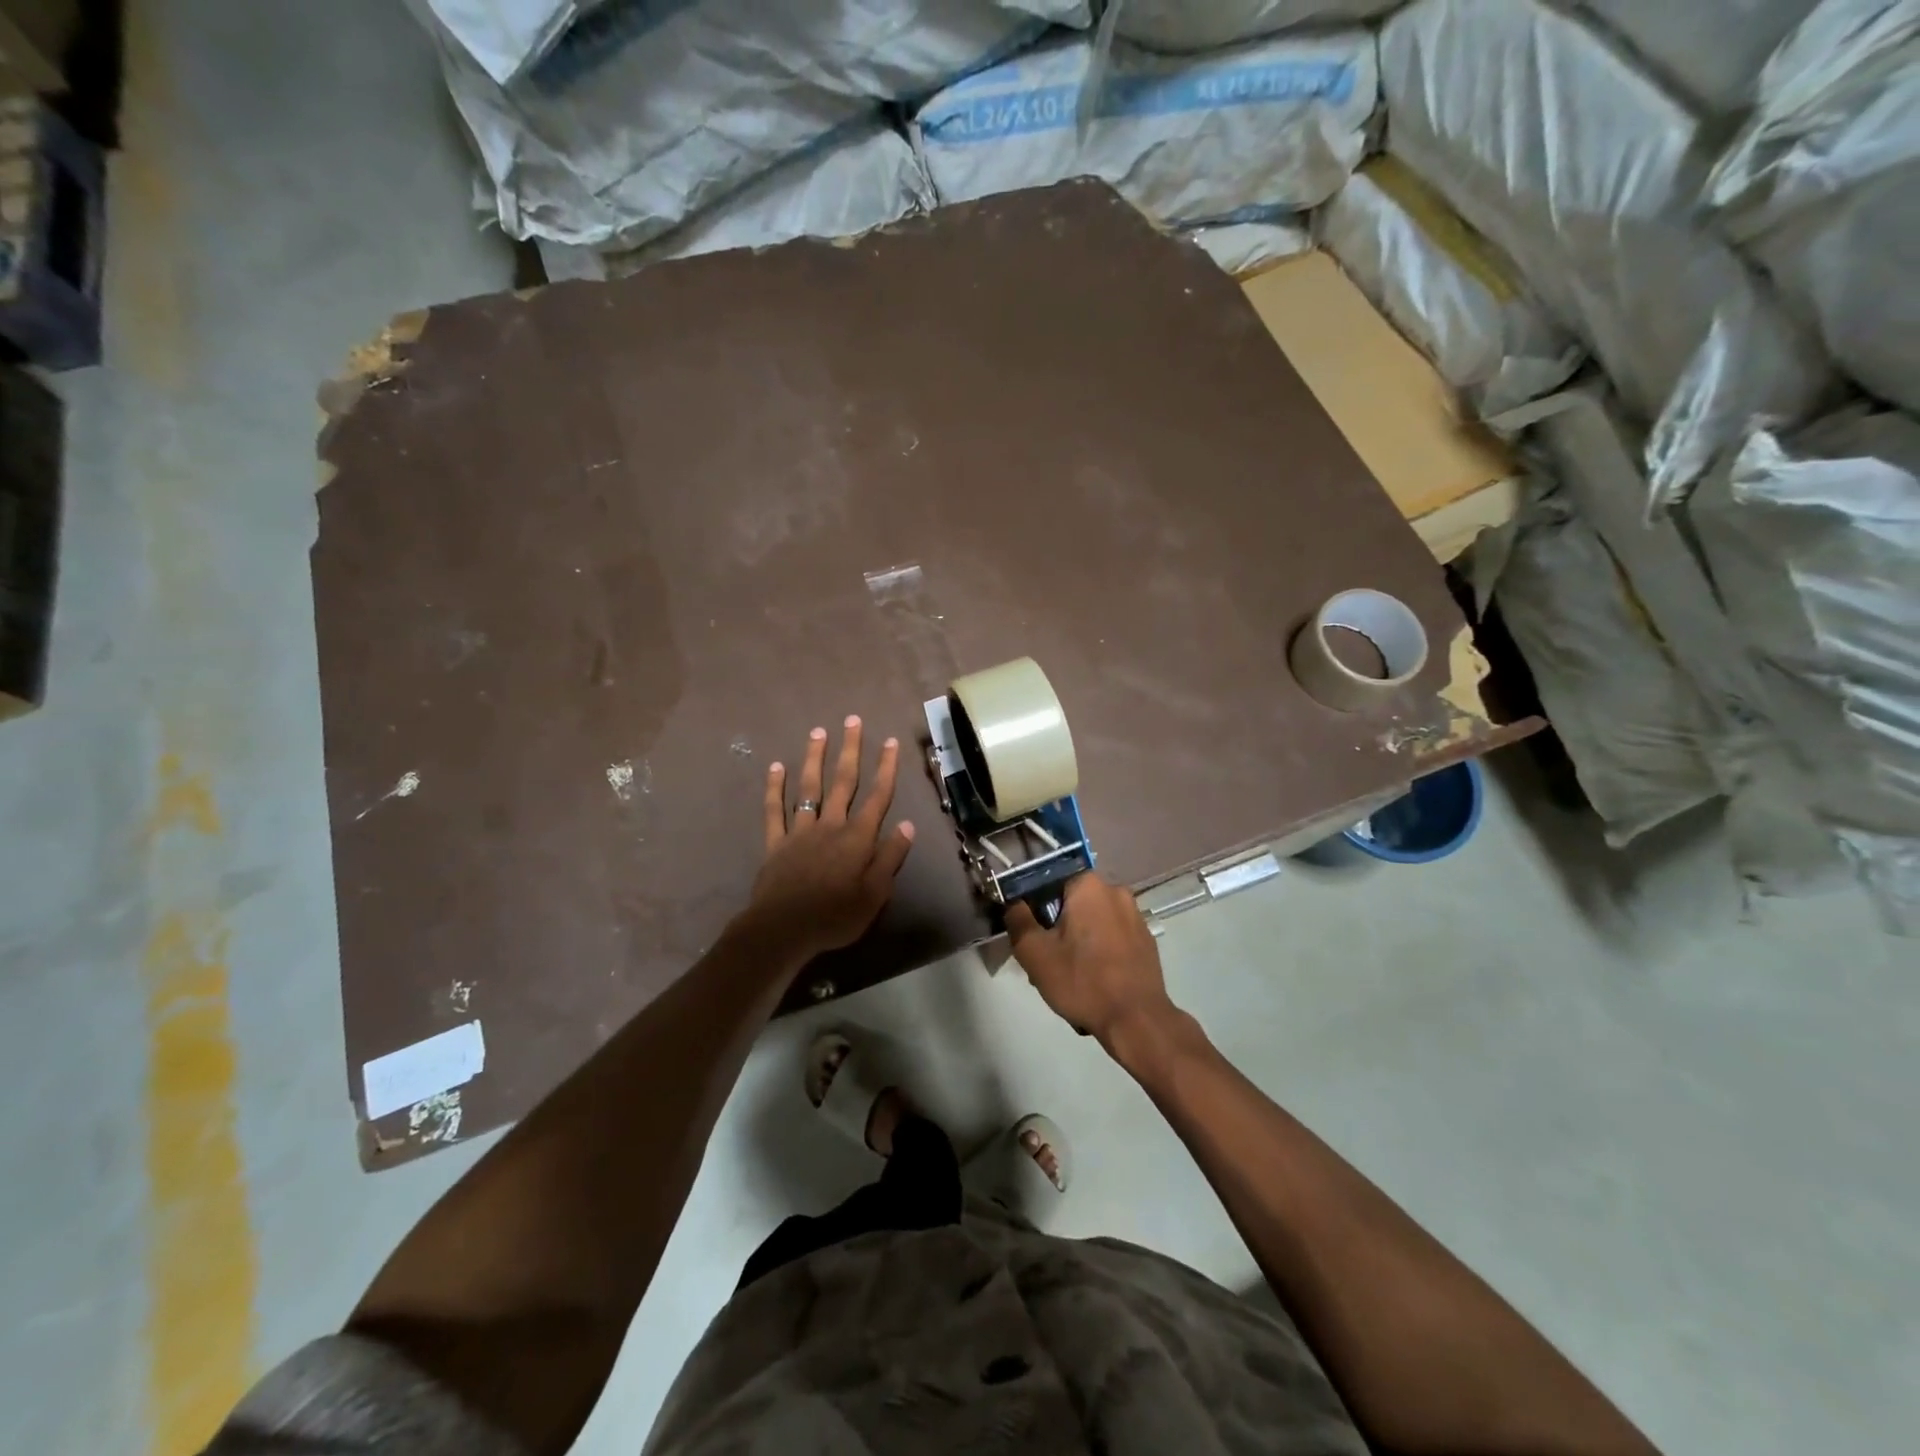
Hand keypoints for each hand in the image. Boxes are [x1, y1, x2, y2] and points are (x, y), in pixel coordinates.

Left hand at [746, 716, 914, 960]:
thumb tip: (907, 825)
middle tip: (852, 721)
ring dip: (815, 758)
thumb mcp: (876, 894)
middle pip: (843, 782)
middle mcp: (831, 825)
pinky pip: (775, 810)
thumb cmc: (836, 916)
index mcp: (858, 838)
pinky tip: (776, 767)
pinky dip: (775, 788)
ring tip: (819, 731)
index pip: (878, 797)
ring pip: (809, 787)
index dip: (886, 769)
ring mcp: (800, 831)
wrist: (784, 930)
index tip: (890, 742)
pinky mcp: (776, 843)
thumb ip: (891, 858)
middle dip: (851, 750)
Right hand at [1005, 875, 1176, 1047]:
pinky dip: (1099, 950)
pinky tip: (1093, 977)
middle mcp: (1115, 891)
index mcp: (1088, 885)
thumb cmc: (1082, 981)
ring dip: (1077, 939)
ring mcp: (1135, 915)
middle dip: (1056, 926)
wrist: (1137, 1021)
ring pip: (1092, 920)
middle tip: (1046, 959)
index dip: (1034, 906)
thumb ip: (1017, 920)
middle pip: (1072, 902)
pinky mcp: (1146, 939)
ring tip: (1069, 974)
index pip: (1049, 881)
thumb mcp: (1034, 952)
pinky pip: (1112, 936)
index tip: (1031, 934)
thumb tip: (1014, 904)